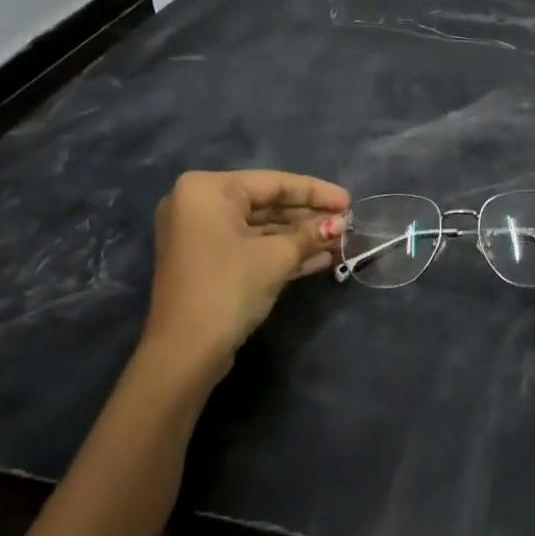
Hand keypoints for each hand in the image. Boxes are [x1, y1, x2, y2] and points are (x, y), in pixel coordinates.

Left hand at [143, 169, 348, 371]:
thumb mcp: (275, 257)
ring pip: (261, 228)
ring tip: (341, 242)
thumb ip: (309, 235)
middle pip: (266, 204)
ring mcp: (201, 235)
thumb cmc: (228, 288)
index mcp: (207, 190)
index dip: (316, 192)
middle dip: (309, 217)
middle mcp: (199, 205)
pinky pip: (250, 247)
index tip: (349, 201)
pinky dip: (281, 252)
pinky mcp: (208, 262)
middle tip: (348, 223)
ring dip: (300, 238)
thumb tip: (340, 224)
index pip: (273, 183)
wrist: (185, 352)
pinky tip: (320, 259)